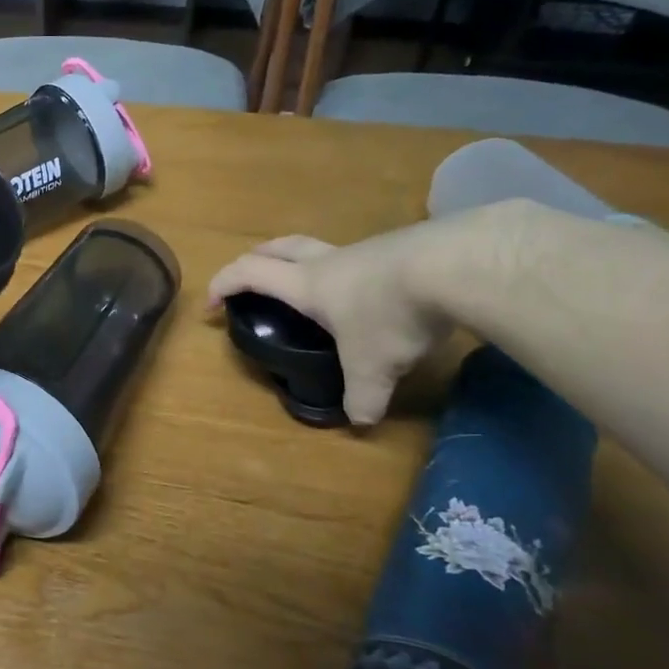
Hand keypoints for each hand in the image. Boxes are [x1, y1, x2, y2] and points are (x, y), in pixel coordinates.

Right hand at [207, 221, 465, 426]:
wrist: (457, 266)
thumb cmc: (391, 314)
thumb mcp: (374, 367)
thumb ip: (363, 396)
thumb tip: (360, 421)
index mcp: (308, 285)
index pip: (250, 273)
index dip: (224, 283)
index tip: (211, 303)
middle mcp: (330, 261)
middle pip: (280, 246)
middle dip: (257, 258)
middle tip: (250, 277)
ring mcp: (367, 250)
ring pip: (324, 250)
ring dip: (309, 265)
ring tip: (319, 295)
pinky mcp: (404, 248)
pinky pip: (365, 258)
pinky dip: (355, 274)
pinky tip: (376, 296)